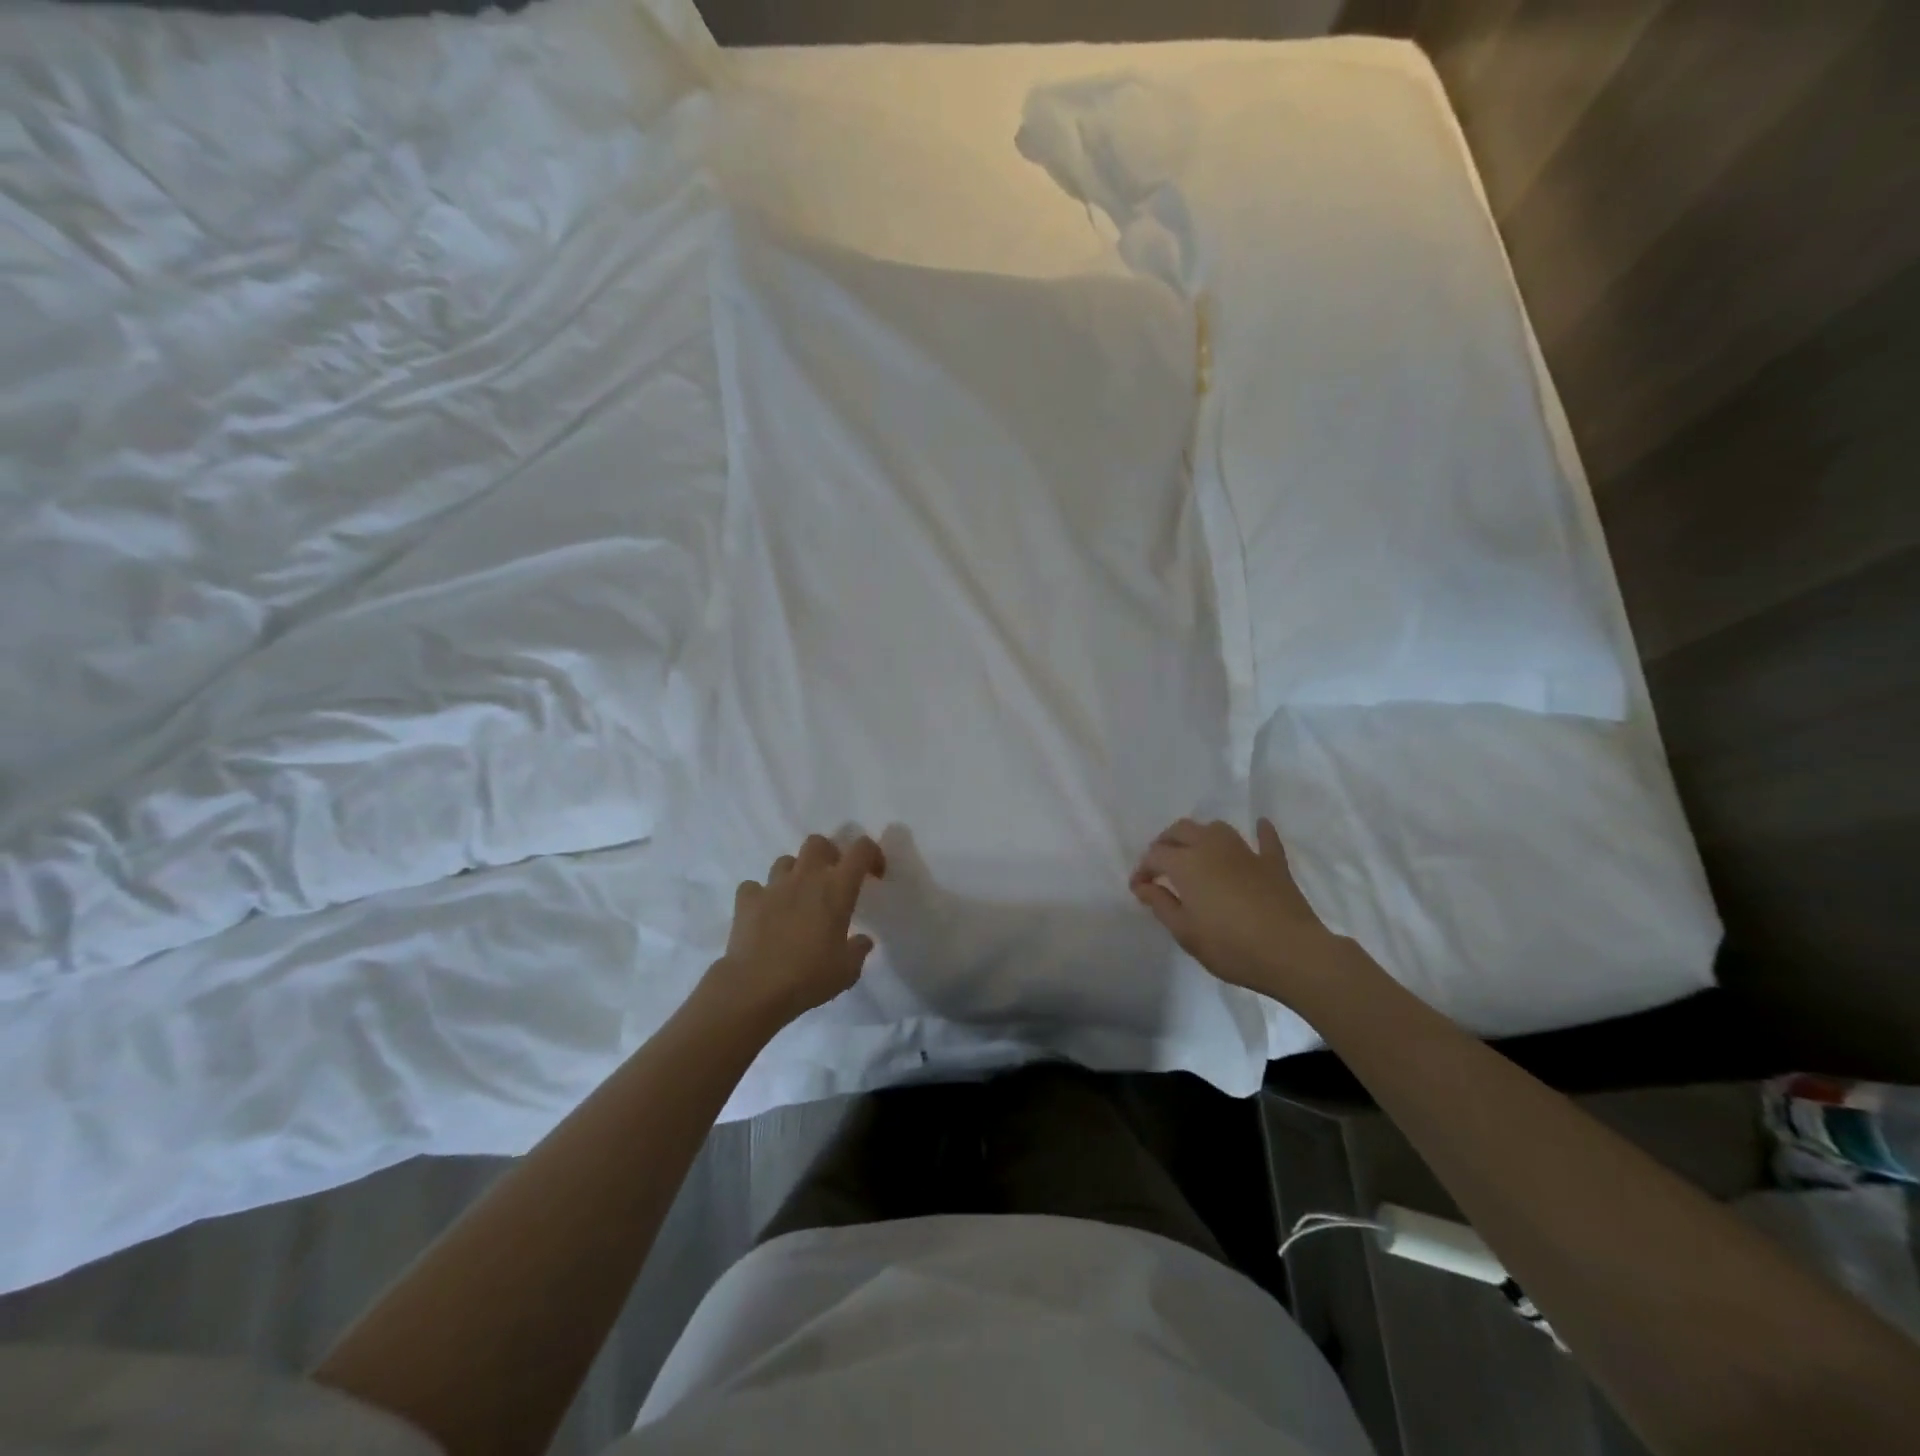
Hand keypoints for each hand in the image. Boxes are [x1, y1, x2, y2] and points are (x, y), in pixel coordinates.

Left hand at [707, 833, 886, 1028]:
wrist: (755, 989)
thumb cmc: (809, 977)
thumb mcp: (847, 971)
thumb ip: (858, 950)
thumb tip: (862, 940)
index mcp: (837, 888)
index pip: (861, 850)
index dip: (872, 854)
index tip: (874, 875)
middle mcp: (806, 877)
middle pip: (818, 842)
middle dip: (828, 854)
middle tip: (832, 880)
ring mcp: (773, 886)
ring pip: (785, 861)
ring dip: (794, 873)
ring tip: (797, 898)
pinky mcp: (746, 900)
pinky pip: (754, 886)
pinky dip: (761, 896)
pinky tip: (765, 914)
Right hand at [1130, 817, 1344, 1002]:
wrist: (1291, 952)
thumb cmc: (1230, 946)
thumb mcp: (1185, 932)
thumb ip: (1161, 904)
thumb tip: (1143, 886)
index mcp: (1186, 863)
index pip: (1155, 855)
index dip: (1143, 870)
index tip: (1139, 889)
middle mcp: (1212, 847)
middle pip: (1181, 830)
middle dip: (1166, 843)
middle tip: (1161, 866)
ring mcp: (1245, 852)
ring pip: (1216, 829)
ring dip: (1201, 835)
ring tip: (1196, 852)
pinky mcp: (1273, 863)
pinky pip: (1265, 840)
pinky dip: (1260, 832)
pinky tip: (1260, 827)